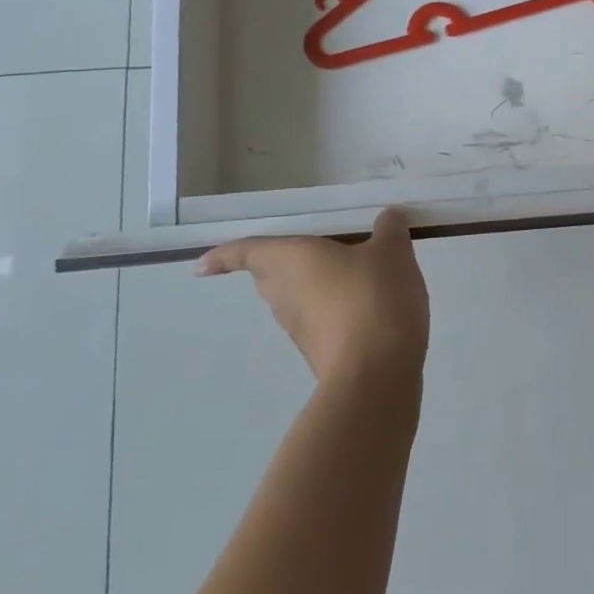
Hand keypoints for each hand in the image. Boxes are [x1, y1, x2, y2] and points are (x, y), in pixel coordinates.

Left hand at [195, 208, 429, 382]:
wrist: (376, 375)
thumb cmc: (372, 298)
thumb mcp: (392, 253)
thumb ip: (389, 230)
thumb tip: (388, 218)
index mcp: (291, 260)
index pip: (246, 252)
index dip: (224, 255)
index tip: (202, 266)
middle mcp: (285, 294)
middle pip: (271, 276)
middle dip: (281, 266)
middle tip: (306, 251)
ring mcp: (300, 329)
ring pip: (296, 300)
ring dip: (313, 287)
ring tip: (349, 272)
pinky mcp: (321, 353)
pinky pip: (320, 321)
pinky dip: (335, 310)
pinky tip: (368, 304)